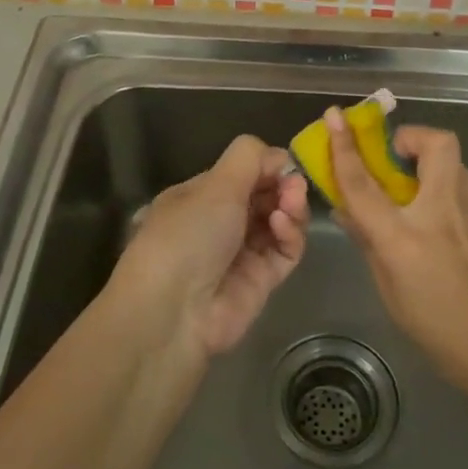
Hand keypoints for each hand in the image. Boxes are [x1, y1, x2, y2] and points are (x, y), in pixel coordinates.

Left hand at [106, 135, 308, 356]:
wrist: (173, 312)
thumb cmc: (187, 235)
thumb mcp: (214, 185)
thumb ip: (248, 158)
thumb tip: (278, 156)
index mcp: (199, 196)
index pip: (241, 173)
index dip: (265, 166)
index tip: (284, 163)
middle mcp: (220, 222)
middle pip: (264, 196)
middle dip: (281, 185)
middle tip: (294, 185)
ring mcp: (242, 253)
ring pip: (278, 221)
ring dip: (289, 207)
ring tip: (290, 203)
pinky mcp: (262, 280)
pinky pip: (284, 251)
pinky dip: (289, 235)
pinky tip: (283, 226)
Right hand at [324, 109, 467, 394]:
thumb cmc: (441, 332)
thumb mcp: (391, 291)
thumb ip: (370, 243)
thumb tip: (349, 210)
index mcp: (405, 237)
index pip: (364, 182)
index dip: (344, 147)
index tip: (334, 116)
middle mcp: (441, 211)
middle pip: (434, 143)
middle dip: (411, 137)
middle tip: (391, 156)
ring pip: (452, 159)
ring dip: (426, 158)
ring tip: (407, 184)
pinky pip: (459, 182)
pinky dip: (439, 182)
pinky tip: (430, 212)